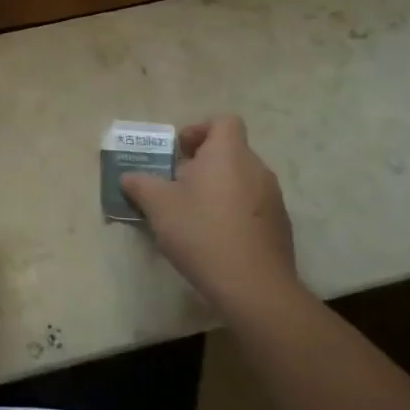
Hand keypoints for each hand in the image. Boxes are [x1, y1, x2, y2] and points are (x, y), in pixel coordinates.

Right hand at [120, 115, 301, 317]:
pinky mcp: (280, 228)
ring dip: (218, 189)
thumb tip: (128, 177)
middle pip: (230, 152)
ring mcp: (273, 199)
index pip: (223, 121)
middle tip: (177, 185)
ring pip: (241, 180)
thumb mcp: (158, 205)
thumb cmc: (202, 232)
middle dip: (203, 164)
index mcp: (228, 154)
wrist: (254, 288)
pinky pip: (253, 207)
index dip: (200, 130)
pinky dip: (234, 213)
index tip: (180, 152)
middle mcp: (256, 169)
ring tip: (194, 214)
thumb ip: (140, 184)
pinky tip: (216, 239)